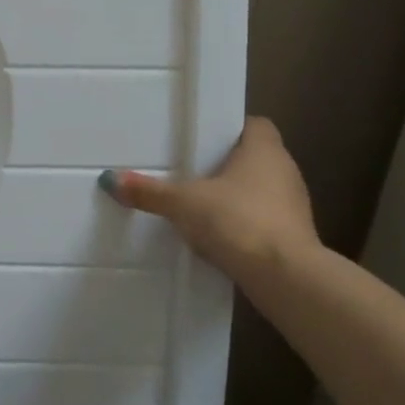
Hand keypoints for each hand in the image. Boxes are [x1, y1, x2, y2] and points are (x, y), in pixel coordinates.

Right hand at [100, 117, 318, 276]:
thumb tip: (110, 180)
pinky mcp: (295, 239)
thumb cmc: (238, 221)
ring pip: (260, 191)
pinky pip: (263, 222)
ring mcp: (294, 207)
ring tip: (199, 205)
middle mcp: (285, 172)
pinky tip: (217, 237)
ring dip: (235, 198)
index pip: (256, 125)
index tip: (204, 138)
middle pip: (255, 158)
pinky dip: (242, 225)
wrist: (285, 279)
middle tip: (191, 169)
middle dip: (226, 165)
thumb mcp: (183, 203)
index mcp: (265, 151)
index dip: (231, 129)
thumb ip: (149, 192)